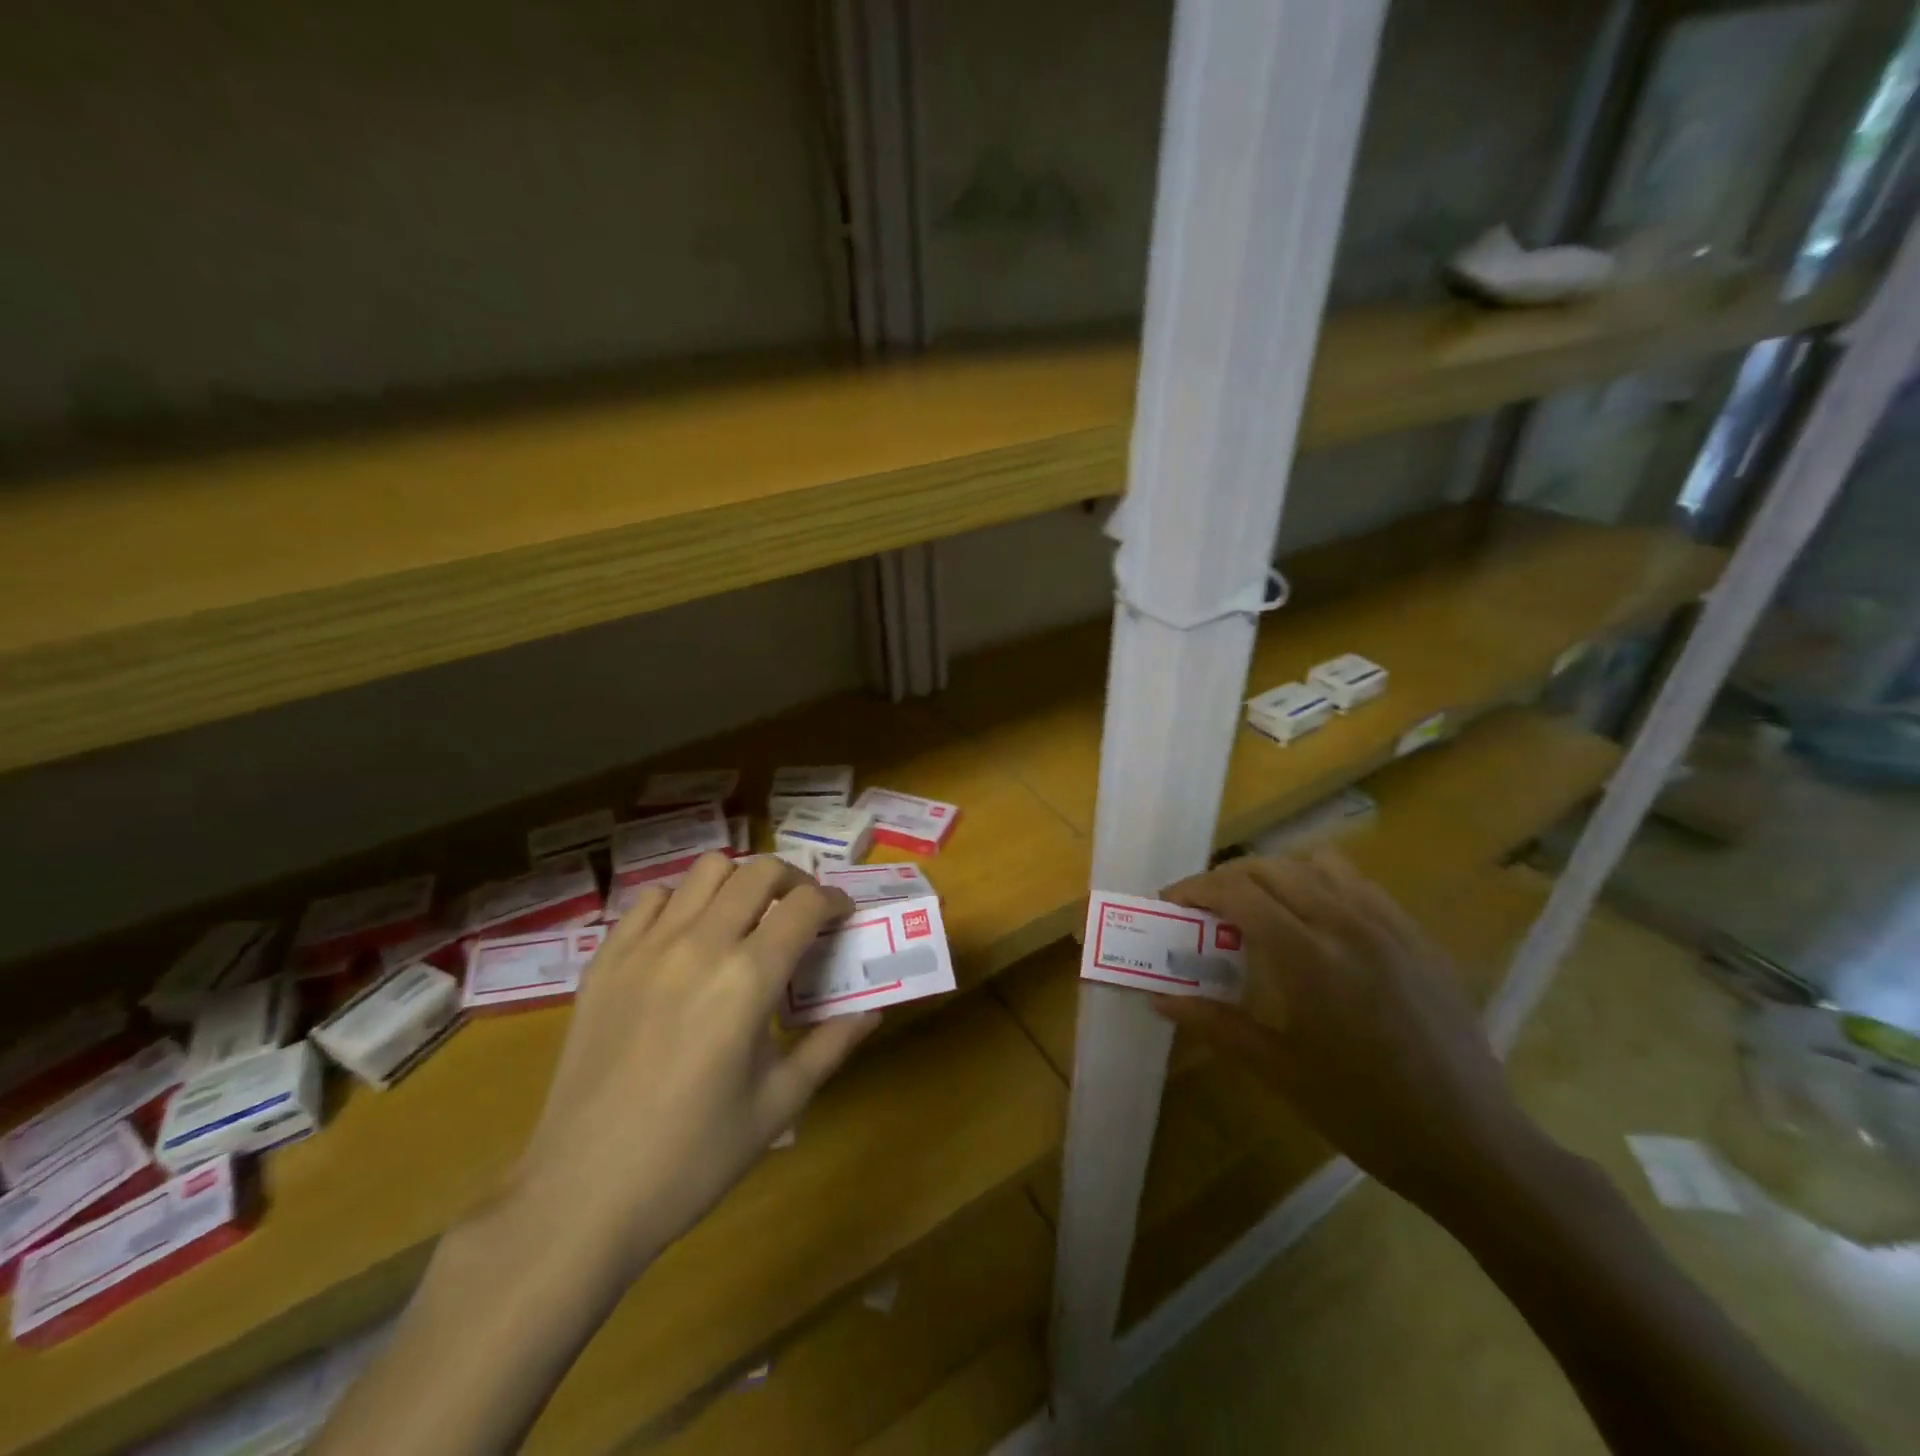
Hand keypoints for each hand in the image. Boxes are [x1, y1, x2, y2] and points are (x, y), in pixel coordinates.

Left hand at [504, 853, 878, 1281]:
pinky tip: (687, 938)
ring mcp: (646, 947)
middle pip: (759, 871)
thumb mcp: (778, 1105)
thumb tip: (871, 1011)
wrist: (582, 1196)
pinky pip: (651, 900)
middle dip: (794, 880)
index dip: (835, 901)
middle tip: (802, 911)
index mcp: (748, 979)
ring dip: (739, 882)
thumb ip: (830, 1046)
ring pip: (705, 870)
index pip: (806, 905)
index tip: (843, 916)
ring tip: (747, 916)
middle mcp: (699, 945)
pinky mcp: (605, 961)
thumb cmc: (692, 1158)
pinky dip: (682, 902)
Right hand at [1154, 850, 1531, 1209]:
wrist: (1473, 1146)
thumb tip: (1159, 999)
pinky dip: (1324, 886)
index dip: (1195, 889)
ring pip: (1318, 864)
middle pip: (1271, 868)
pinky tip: (1320, 926)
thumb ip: (1216, 1024)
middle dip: (1227, 879)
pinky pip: (1361, 886)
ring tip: (1261, 909)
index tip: (1171, 902)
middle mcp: (1347, 924)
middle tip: (1206, 909)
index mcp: (1308, 956)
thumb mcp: (1280, 1072)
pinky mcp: (1419, 938)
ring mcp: (1390, 926)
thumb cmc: (1365, 1114)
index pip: (1237, 892)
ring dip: (1277, 875)